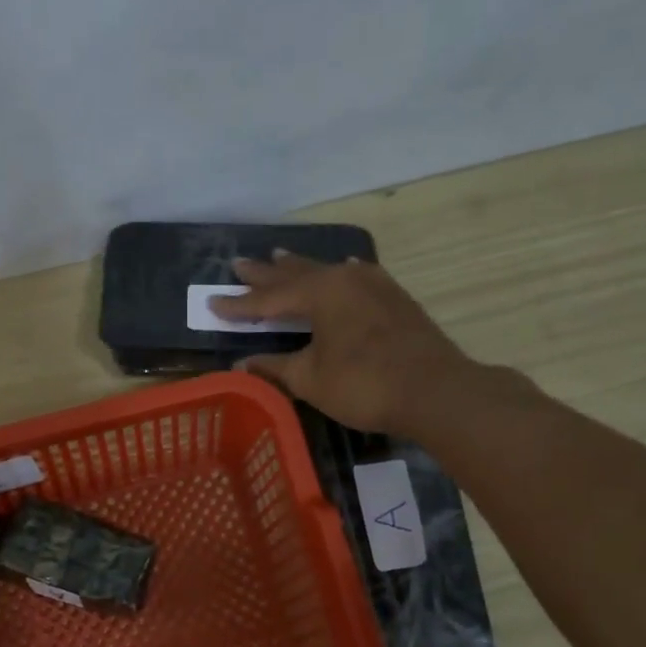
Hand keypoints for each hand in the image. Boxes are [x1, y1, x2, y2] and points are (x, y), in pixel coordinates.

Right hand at [212, 253, 478, 434]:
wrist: (434, 390)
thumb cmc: (363, 384)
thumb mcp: (310, 379)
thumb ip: (274, 367)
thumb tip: (242, 363)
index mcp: (320, 293)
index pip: (268, 298)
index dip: (238, 305)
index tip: (211, 303)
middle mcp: (345, 278)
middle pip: (296, 274)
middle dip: (265, 273)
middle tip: (239, 263)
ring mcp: (374, 285)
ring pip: (326, 271)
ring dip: (299, 267)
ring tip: (278, 255)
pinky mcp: (393, 298)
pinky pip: (356, 276)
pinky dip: (338, 274)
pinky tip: (344, 267)